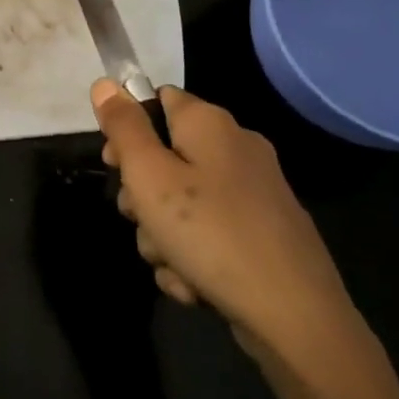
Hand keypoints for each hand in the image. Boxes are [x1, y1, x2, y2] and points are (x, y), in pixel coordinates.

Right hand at [92, 81, 373, 376]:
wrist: (293, 315)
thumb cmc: (210, 233)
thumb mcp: (149, 176)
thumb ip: (123, 128)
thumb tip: (105, 83)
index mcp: (211, 125)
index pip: (157, 100)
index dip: (127, 129)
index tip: (115, 165)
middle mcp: (236, 150)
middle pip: (165, 157)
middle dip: (142, 196)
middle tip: (141, 219)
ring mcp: (252, 195)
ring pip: (180, 204)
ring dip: (162, 237)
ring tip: (172, 263)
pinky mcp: (261, 235)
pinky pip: (207, 236)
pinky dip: (192, 258)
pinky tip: (194, 284)